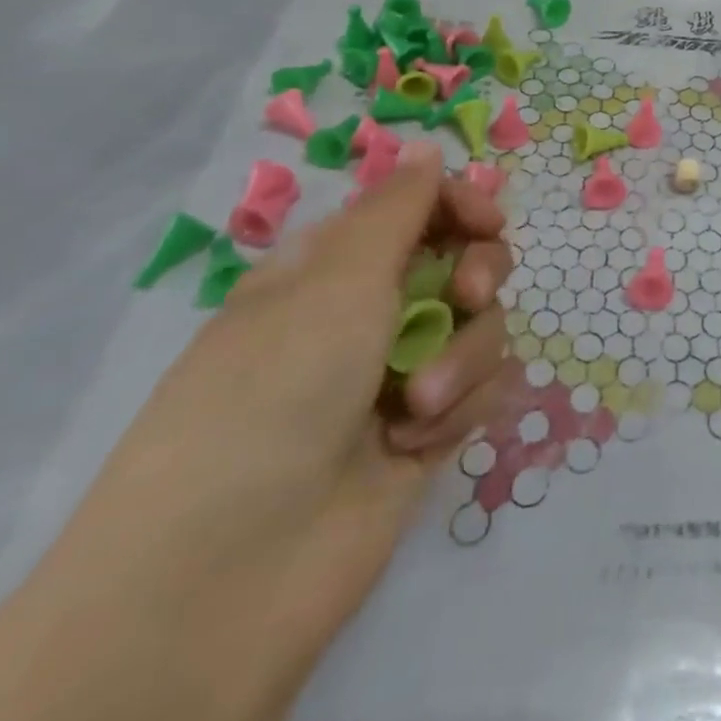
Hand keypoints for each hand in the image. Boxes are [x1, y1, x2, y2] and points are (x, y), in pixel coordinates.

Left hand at [0, 146, 518, 720]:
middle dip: (479, 272)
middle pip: (466, 259)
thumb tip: (427, 148)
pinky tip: (416, 443)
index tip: (486, 220)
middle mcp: (372, 313)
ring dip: (464, 356)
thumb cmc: (275, 390)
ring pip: (484, 325)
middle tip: (469, 294)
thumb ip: (399, 208)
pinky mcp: (430, 429)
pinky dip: (460, 408)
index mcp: (336, 268)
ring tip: (417, 405)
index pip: (419, 209)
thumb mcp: (337, 279)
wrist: (234, 572)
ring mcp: (403, 373)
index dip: (461, 205)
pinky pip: (483, 387)